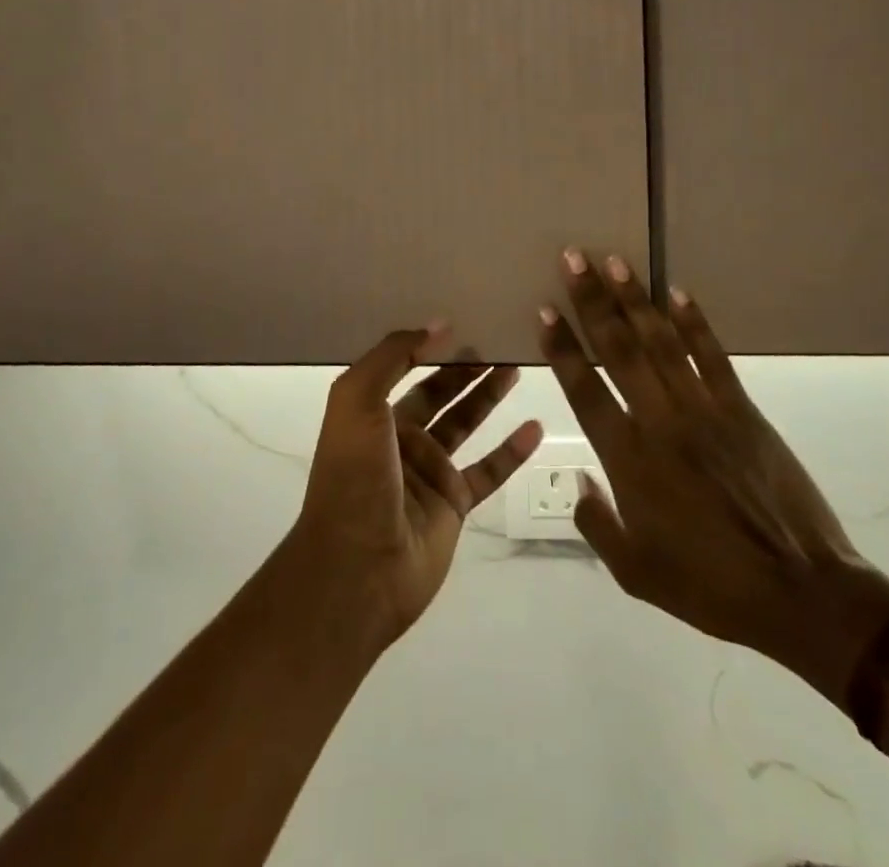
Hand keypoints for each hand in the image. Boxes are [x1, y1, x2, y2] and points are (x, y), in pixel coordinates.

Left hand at [289, 327, 543, 652]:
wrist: (358, 569)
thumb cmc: (354, 477)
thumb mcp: (357, 401)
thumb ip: (392, 357)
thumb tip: (437, 325)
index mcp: (371, 411)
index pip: (404, 366)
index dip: (429, 343)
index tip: (463, 318)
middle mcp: (399, 436)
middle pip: (439, 391)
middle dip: (465, 365)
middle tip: (499, 338)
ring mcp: (428, 471)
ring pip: (465, 423)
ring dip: (488, 396)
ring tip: (518, 367)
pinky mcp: (453, 504)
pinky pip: (488, 469)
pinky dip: (511, 451)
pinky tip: (535, 428)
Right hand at [539, 251, 888, 687]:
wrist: (801, 593)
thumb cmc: (710, 586)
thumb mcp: (636, 573)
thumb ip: (596, 523)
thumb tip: (578, 480)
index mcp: (629, 460)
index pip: (584, 389)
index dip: (562, 347)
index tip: (545, 310)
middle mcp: (660, 422)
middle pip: (619, 349)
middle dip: (592, 301)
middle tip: (573, 258)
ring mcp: (704, 410)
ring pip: (661, 342)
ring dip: (635, 299)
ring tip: (614, 261)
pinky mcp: (743, 409)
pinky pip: (712, 356)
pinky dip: (694, 322)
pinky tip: (677, 292)